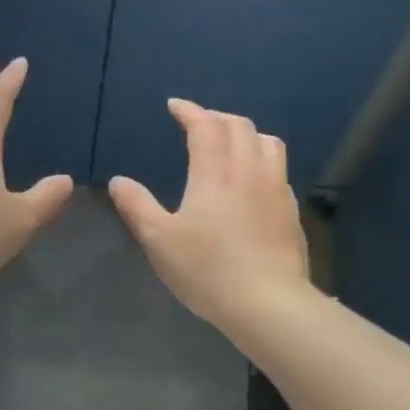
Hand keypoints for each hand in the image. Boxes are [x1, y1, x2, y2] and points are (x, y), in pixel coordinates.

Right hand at [108, 99, 310, 330]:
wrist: (269, 304)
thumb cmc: (207, 269)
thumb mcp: (159, 240)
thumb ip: (137, 206)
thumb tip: (118, 181)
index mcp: (215, 172)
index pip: (205, 126)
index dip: (189, 111)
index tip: (174, 106)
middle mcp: (249, 171)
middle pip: (239, 126)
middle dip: (216, 117)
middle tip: (198, 123)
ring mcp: (276, 190)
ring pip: (267, 143)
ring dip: (246, 133)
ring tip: (230, 143)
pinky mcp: (291, 212)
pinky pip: (279, 170)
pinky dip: (262, 160)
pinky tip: (253, 181)